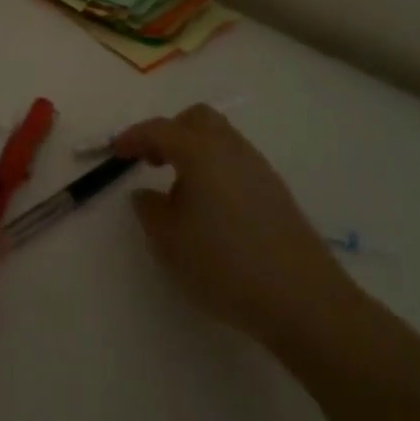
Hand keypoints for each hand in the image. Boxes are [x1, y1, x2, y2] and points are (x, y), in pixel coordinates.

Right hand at [117, 104, 364, 351]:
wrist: (303, 300)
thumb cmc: (224, 264)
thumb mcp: (168, 241)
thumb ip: (149, 210)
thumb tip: (147, 194)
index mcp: (200, 152)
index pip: (159, 129)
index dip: (134, 137)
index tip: (116, 152)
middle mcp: (231, 149)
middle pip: (197, 119)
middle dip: (170, 132)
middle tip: (152, 161)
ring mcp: (259, 169)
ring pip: (220, 139)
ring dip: (194, 151)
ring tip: (179, 188)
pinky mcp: (276, 192)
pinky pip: (236, 163)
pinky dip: (215, 169)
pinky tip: (210, 207)